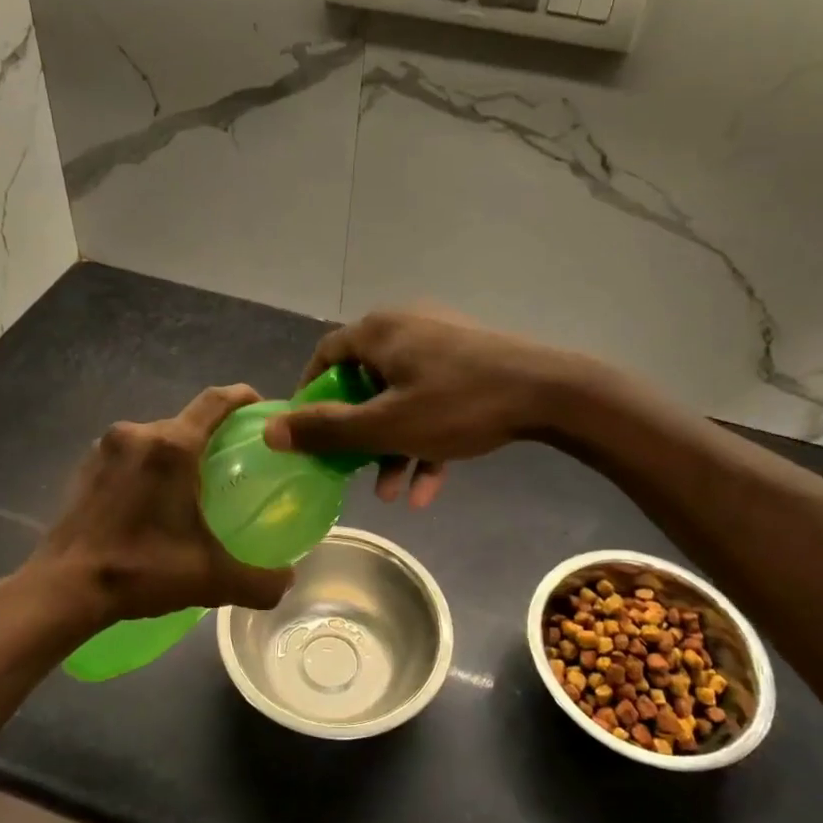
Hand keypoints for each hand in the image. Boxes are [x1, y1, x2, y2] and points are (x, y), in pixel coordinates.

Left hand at [32, 385, 294, 625]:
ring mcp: (105, 448)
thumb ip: (261, 581)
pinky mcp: (84, 467)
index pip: (217, 401)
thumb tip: (288, 581)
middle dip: (212, 437)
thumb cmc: (140, 571)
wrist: (64, 588)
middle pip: (187, 422)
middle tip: (233, 467)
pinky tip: (153, 503)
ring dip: (177, 455)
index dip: (244, 398)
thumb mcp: (211, 579)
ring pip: (156, 438)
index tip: (262, 411)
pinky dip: (148, 468)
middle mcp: (137, 434)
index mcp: (172, 446)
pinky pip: (129, 455)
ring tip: (193, 489)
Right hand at [264, 309, 573, 506]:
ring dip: (392, 447)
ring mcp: (442, 345)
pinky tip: (429, 490)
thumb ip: (327, 430)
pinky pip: (434, 401)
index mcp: (379, 332)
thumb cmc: (458, 405)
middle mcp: (406, 328)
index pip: (326, 356)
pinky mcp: (470, 363)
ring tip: (391, 494)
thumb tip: (272, 431)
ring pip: (401, 399)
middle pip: (364, 383)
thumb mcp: (386, 425)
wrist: (551, 393)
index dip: (310, 395)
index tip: (308, 434)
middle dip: (358, 435)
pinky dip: (425, 440)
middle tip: (350, 470)